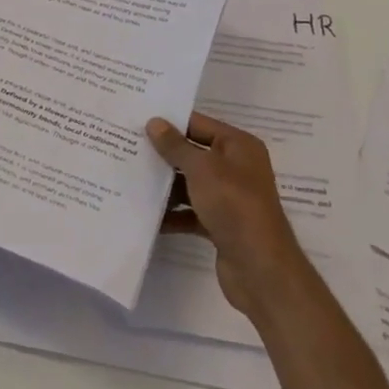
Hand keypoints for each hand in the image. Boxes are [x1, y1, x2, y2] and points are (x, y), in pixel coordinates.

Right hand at [147, 113, 304, 319]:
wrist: (260, 268)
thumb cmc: (234, 205)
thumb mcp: (202, 169)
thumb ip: (176, 146)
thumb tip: (154, 122)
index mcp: (238, 146)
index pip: (198, 124)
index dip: (170, 122)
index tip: (137, 120)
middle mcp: (236, 168)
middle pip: (193, 154)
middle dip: (163, 154)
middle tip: (127, 148)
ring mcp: (228, 197)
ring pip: (190, 184)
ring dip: (165, 185)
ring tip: (129, 179)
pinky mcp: (220, 224)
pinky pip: (191, 212)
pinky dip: (172, 214)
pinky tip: (146, 215)